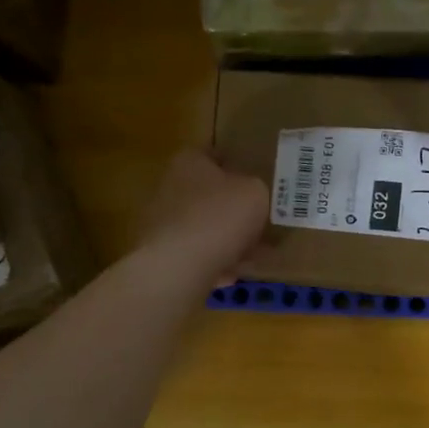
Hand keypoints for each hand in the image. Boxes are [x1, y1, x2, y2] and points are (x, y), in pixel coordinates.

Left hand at [138, 150, 268, 286]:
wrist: (180, 267)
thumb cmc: (219, 217)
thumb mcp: (255, 193)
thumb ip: (257, 189)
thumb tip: (253, 196)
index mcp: (190, 162)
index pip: (215, 153)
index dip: (238, 163)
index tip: (258, 177)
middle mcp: (171, 188)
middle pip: (209, 194)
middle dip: (234, 207)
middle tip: (262, 217)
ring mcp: (166, 224)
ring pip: (206, 227)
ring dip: (228, 239)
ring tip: (256, 252)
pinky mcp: (166, 256)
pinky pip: (200, 256)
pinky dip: (218, 263)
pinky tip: (237, 273)